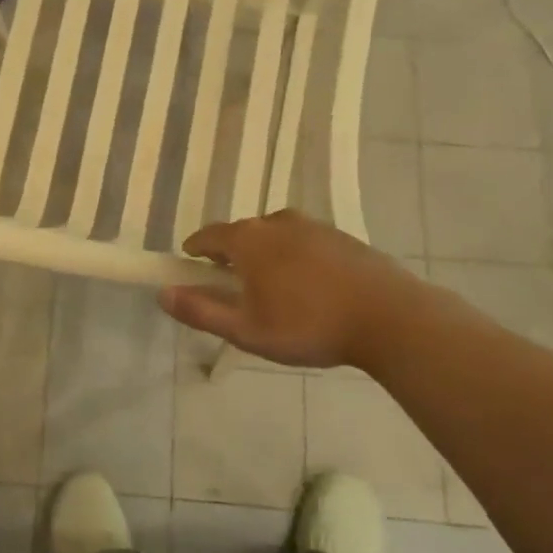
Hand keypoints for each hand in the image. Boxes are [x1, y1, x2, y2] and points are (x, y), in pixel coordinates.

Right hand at [158, 210, 432, 371]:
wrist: (390, 317)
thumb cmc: (308, 325)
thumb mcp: (246, 330)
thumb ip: (201, 311)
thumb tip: (162, 294)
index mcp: (248, 240)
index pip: (208, 236)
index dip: (194, 249)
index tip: (189, 263)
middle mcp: (277, 222)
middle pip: (242, 233)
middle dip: (230, 253)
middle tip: (229, 282)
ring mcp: (314, 226)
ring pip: (275, 235)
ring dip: (264, 254)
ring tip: (269, 285)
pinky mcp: (343, 237)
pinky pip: (304, 241)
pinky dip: (295, 256)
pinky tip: (307, 285)